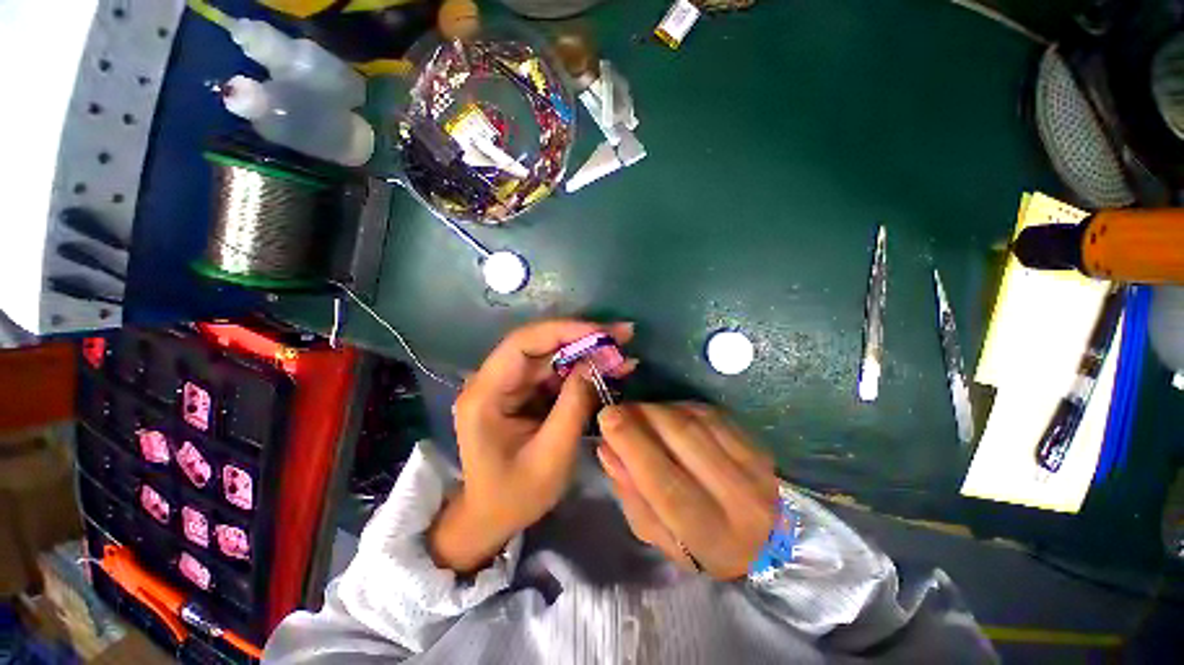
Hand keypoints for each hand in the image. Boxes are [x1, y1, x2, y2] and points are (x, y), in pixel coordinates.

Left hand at [429, 320, 635, 573]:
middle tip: (623, 335)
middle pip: (540, 345)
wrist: (491, 516)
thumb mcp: (551, 456)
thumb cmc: (515, 495)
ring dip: (587, 353)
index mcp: (485, 394)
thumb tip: (595, 362)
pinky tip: (609, 370)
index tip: (602, 333)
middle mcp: (492, 380)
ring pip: (552, 355)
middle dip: (583, 338)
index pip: (522, 344)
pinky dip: (582, 370)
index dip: (562, 331)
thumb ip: (574, 406)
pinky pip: (555, 372)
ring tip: (623, 354)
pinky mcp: (523, 391)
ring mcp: (508, 384)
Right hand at [596, 403, 779, 579]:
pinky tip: (667, 414)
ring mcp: (752, 465)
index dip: (632, 444)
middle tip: (618, 410)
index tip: (607, 417)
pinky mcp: (754, 441)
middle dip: (642, 416)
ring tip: (639, 413)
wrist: (767, 539)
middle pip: (682, 438)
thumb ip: (631, 495)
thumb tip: (607, 448)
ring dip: (659, 409)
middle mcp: (737, 497)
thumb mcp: (660, 537)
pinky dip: (680, 407)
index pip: (665, 483)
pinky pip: (709, 412)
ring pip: (695, 420)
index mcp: (709, 534)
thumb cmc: (703, 545)